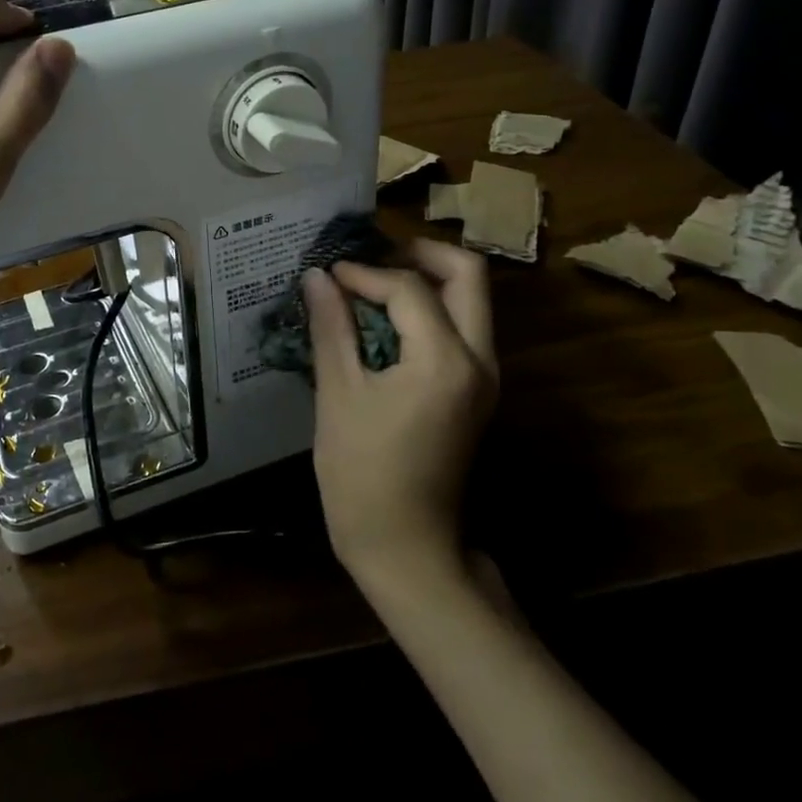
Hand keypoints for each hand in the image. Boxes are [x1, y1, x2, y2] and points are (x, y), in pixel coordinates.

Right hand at [305, 238, 498, 585]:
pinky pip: (462, 327)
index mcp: (445, 359)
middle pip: (468, 275)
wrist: (406, 548)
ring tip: (373, 281)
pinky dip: (430, 307)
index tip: (328, 275)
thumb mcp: (338, 393)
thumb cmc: (363, 473)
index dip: (364, 272)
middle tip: (371, 254)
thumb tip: (317, 276)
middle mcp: (479, 359)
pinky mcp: (476, 391)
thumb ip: (332, 326)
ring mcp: (484, 377)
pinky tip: (386, 317)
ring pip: (471, 299)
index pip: (409, 287)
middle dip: (419, 253)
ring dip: (427, 278)